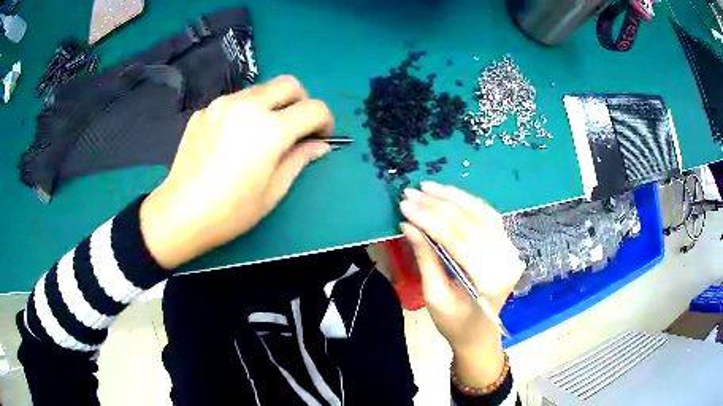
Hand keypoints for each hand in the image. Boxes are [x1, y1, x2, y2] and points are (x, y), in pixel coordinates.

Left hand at [140, 76, 333, 268]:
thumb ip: (300, 160)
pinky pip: (234, 101)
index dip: (325, 121)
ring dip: (271, 104)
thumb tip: (320, 145)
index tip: (320, 136)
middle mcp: (248, 106)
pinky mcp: (204, 111)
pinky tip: (232, 138)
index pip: (314, 108)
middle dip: (301, 101)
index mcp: (271, 129)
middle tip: (295, 126)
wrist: (181, 214)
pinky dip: (244, 112)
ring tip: (260, 133)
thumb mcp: (273, 191)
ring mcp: (222, 105)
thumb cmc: (231, 211)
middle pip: (289, 84)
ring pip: (260, 89)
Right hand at [399, 181, 524, 386]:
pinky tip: (448, 193)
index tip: (405, 205)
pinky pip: (488, 215)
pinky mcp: (507, 243)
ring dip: (452, 197)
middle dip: (436, 205)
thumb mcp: (434, 296)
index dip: (429, 219)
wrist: (480, 333)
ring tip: (427, 186)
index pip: (457, 239)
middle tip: (409, 193)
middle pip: (469, 223)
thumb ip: (425, 257)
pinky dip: (467, 201)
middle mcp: (505, 259)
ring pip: (480, 212)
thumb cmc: (455, 323)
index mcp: (488, 280)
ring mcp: (510, 249)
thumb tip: (408, 224)